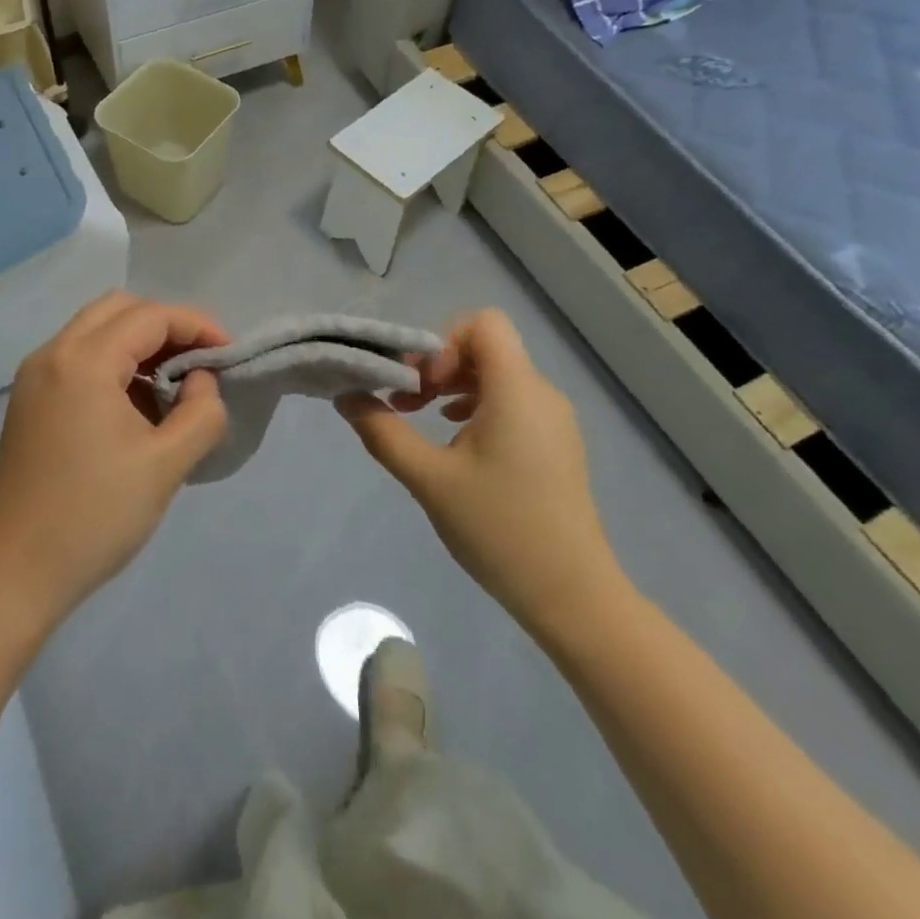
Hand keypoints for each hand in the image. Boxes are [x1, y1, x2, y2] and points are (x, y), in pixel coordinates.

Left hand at [0, 293, 228, 634]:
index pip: (151, 316)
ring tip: (173, 389)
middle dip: (167, 327)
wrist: (11, 577)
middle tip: (199, 364)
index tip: (230, 355)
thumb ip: (201, 412)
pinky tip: (136, 408)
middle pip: (119, 309)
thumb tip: (202, 381)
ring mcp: (34, 378)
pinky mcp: (29, 403)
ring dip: (139, 345)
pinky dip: (114, 365)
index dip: (198, 326)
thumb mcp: (166, 465)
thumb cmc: (92, 518)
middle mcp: (52, 354)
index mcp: (83, 361)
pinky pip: (78, 359)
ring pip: (96, 331)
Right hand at [336, 309, 630, 647]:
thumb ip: (383, 432)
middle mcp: (541, 393)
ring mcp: (554, 419)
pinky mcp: (556, 443)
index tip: (419, 384)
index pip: (483, 323)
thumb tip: (346, 396)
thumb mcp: (429, 480)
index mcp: (516, 389)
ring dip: (454, 387)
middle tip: (407, 405)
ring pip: (498, 375)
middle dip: (439, 366)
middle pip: (486, 347)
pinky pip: (513, 401)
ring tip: (423, 422)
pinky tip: (456, 442)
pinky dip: (477, 407)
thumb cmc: (499, 529)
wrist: (573, 596)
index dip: (443, 342)